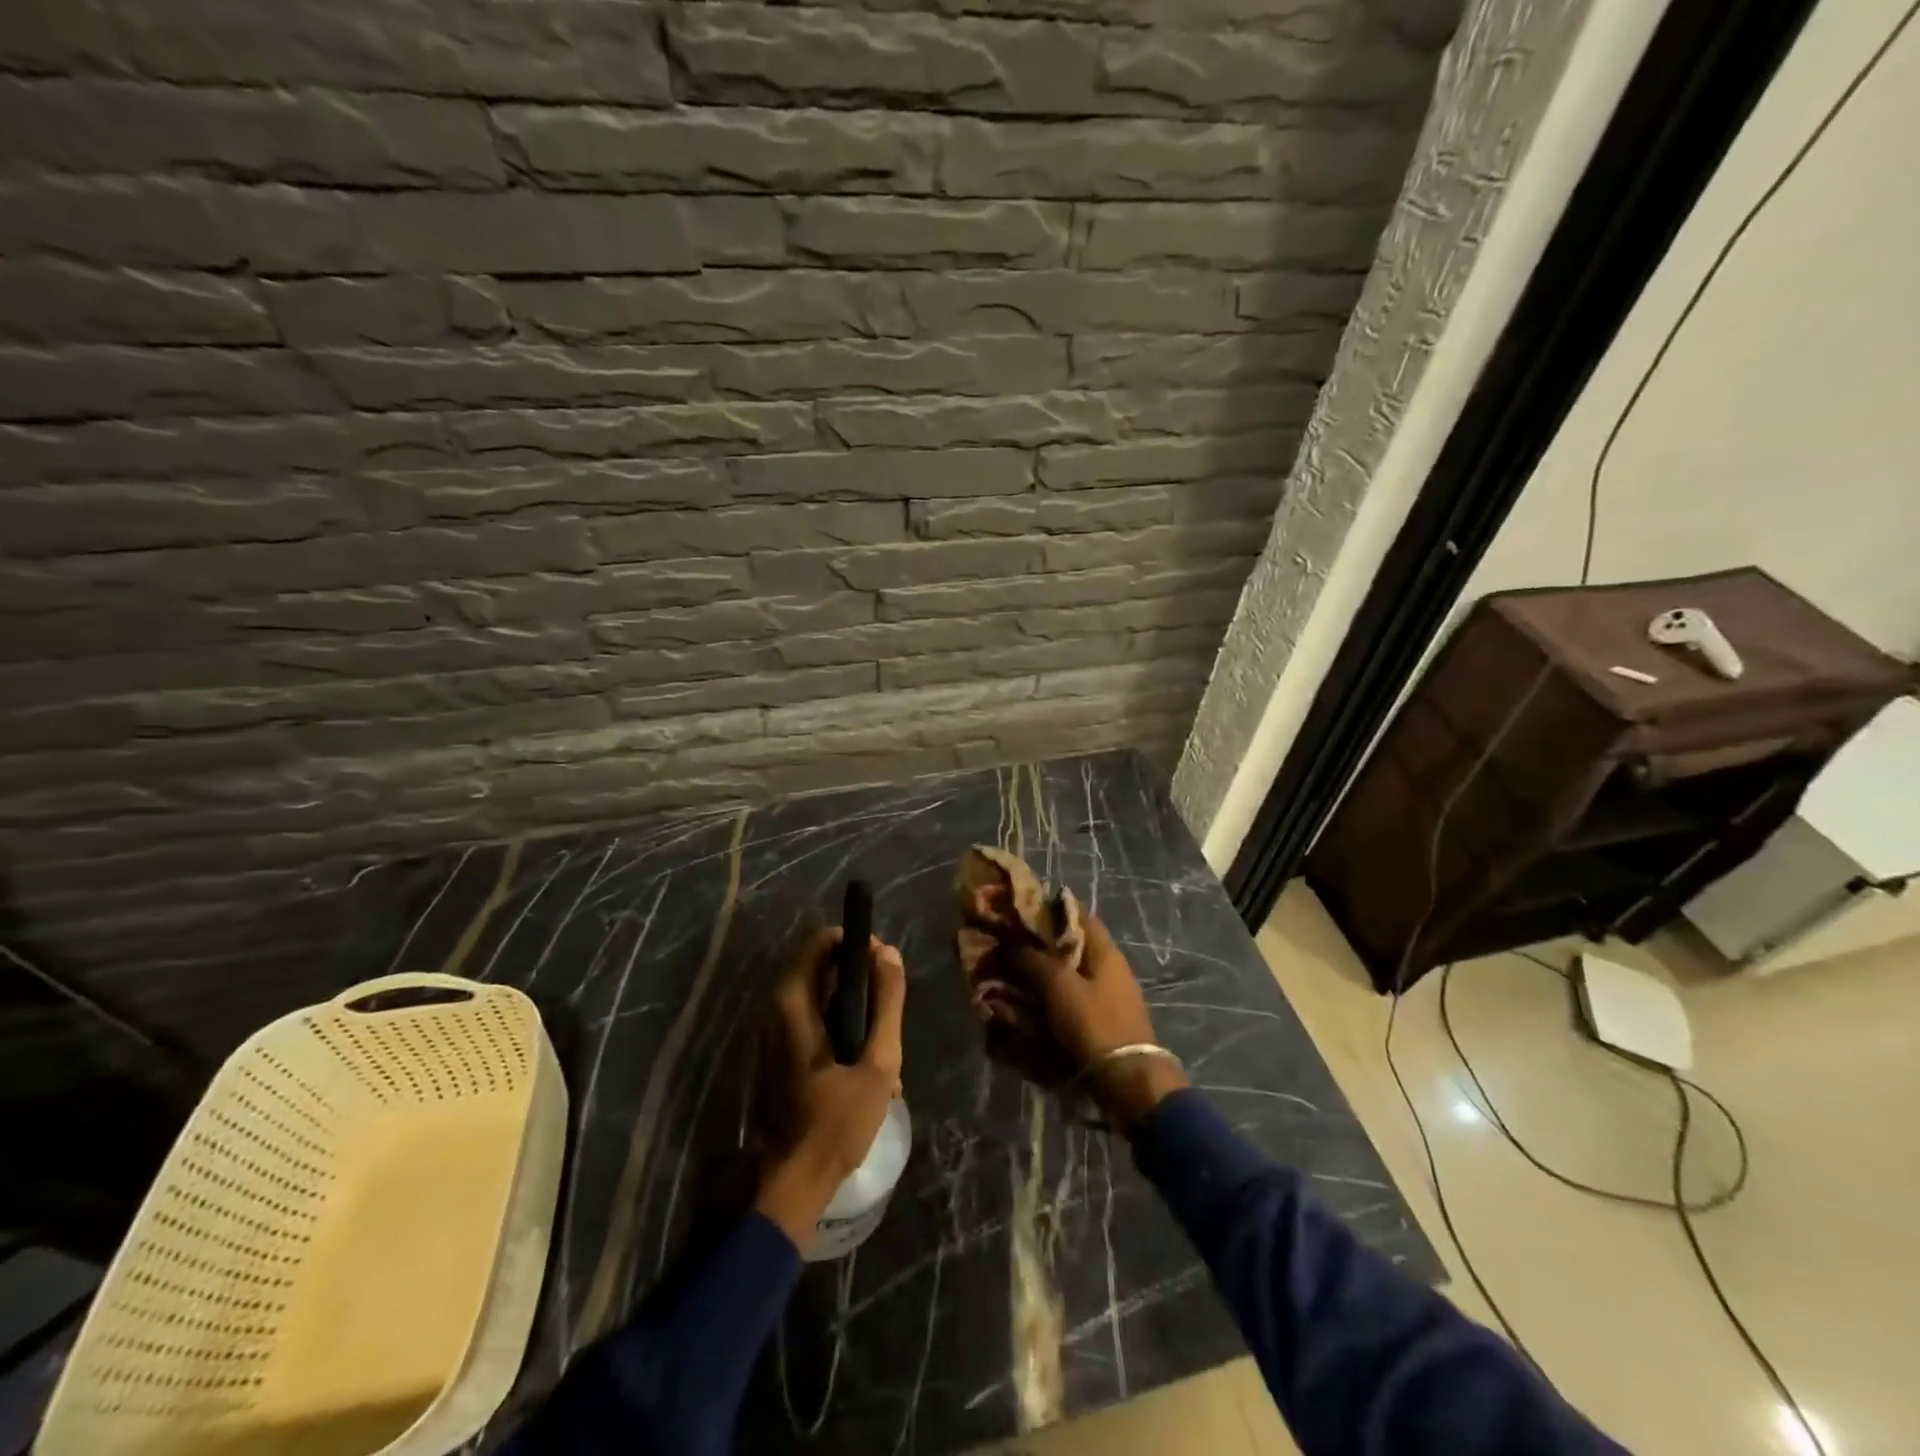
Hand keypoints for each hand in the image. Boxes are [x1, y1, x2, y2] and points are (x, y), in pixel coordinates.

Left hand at [753, 927, 905, 1251]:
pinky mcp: (776, 1054)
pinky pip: (811, 1021)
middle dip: (860, 980)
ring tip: (884, 1044)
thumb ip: (887, 1003)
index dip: (856, 944)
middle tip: (890, 1007)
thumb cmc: (836, 1122)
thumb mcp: (878, 1062)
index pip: (822, 942)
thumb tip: (890, 952)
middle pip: (822, 968)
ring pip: (819, 997)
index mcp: (793, 1003)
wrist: (792, 1183)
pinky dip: (839, 1029)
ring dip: (854, 1010)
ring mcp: (772, 1033)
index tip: (885, 964)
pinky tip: (866, 1065)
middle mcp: (775, 1009)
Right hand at [973, 893, 1187, 1133]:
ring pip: (1065, 973)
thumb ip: (1033, 959)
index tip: (1018, 911)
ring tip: (1008, 978)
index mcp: (1104, 950)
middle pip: (1068, 945)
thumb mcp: (1058, 985)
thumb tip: (1011, 944)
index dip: (1048, 908)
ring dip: (1038, 974)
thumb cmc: (1094, 1023)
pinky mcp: (1099, 1020)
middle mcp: (1107, 967)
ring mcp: (1105, 995)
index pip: (1076, 913)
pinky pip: (1067, 999)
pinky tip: (1025, 1007)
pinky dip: (1047, 999)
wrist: (1128, 1081)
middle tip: (1006, 947)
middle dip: (1037, 945)